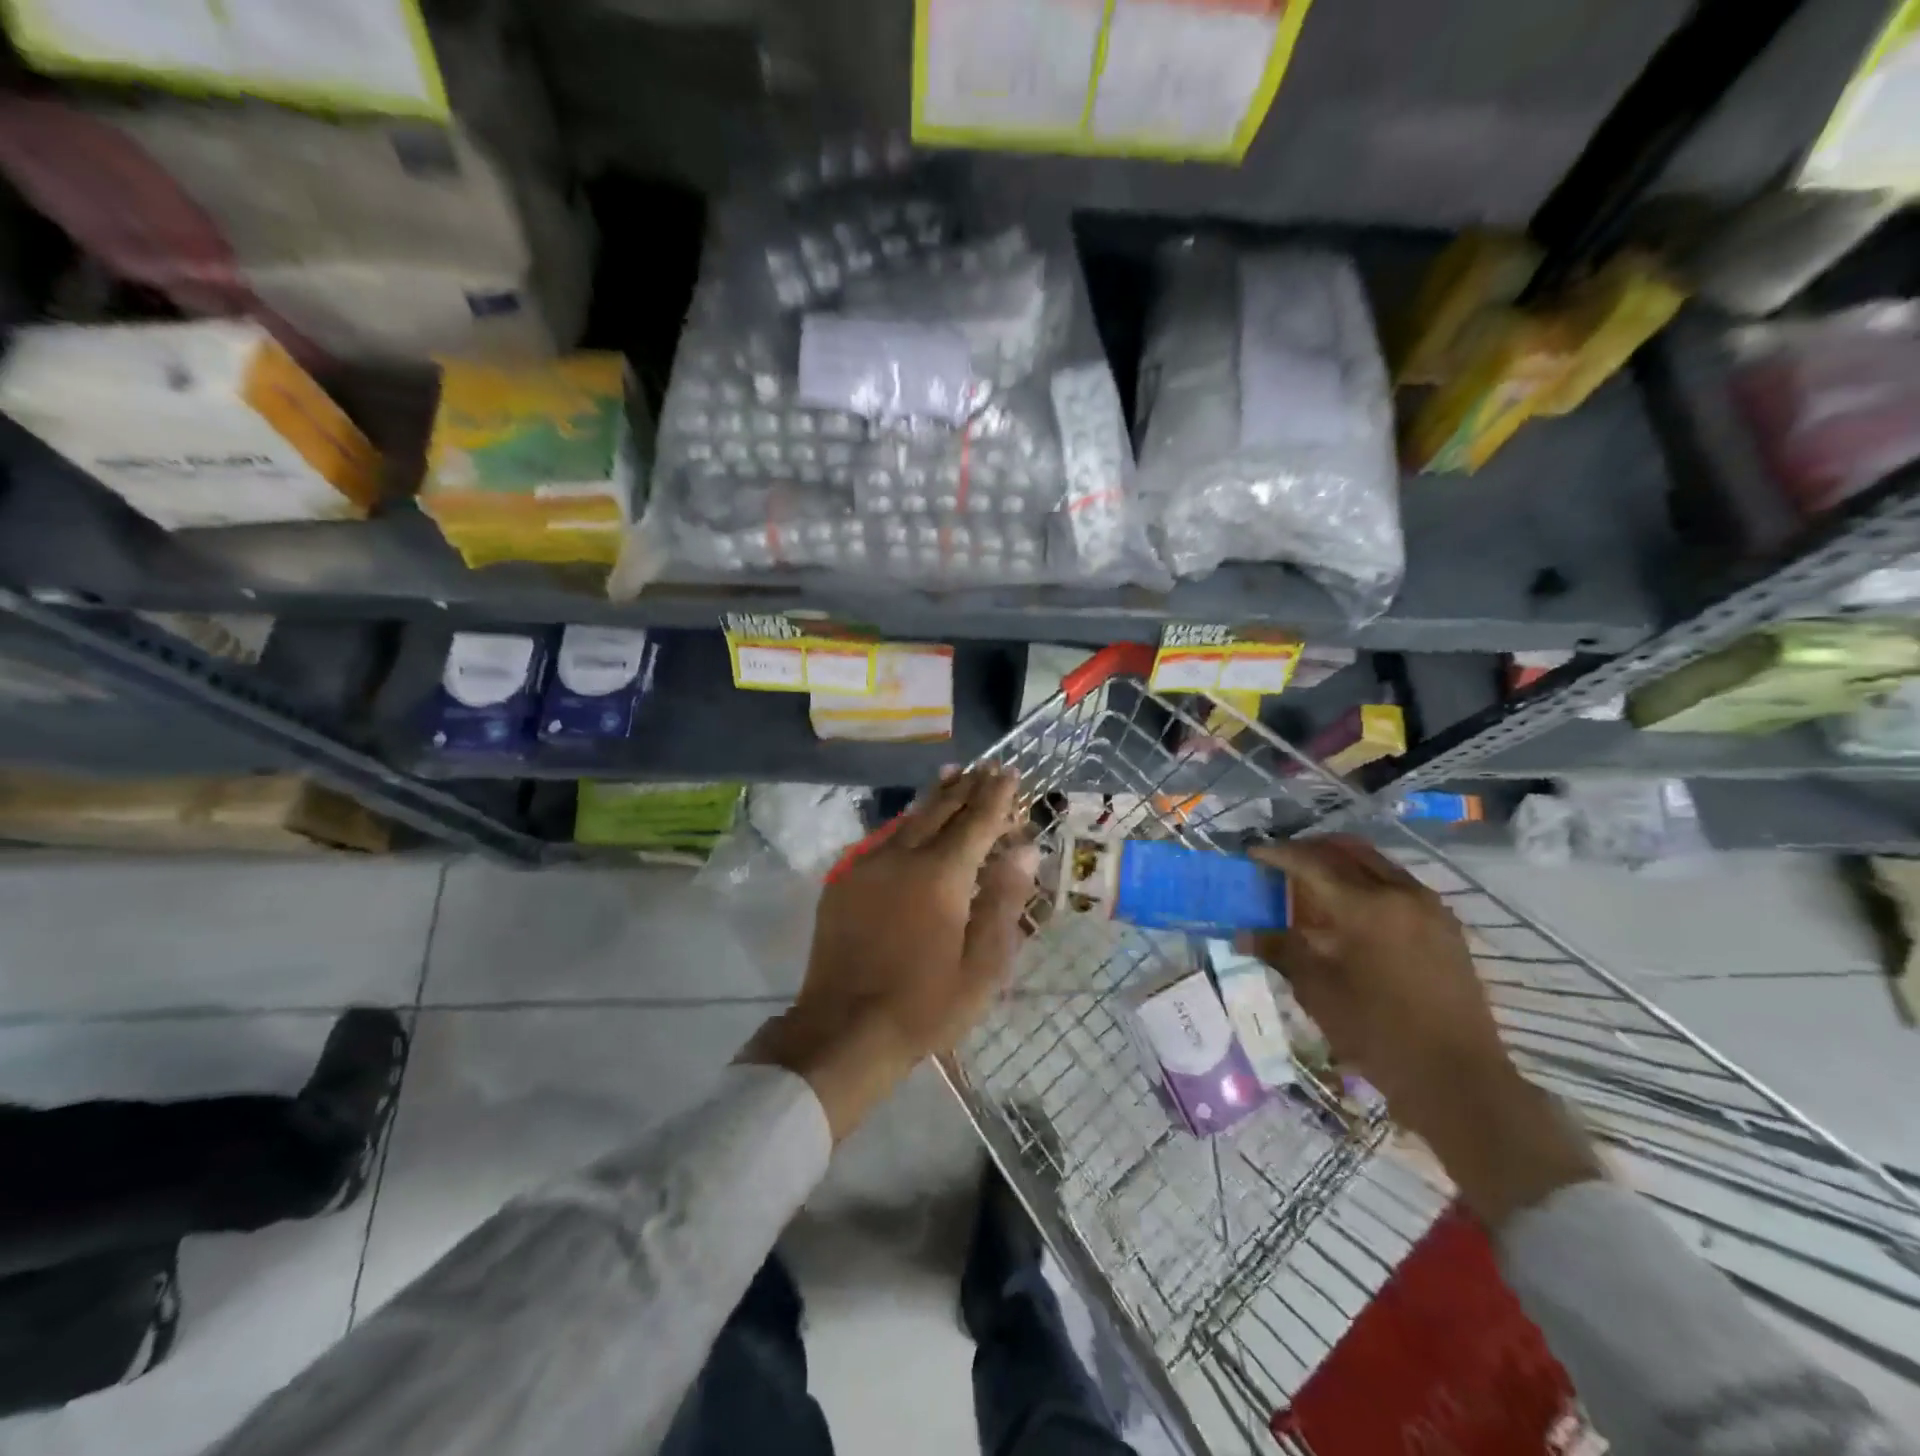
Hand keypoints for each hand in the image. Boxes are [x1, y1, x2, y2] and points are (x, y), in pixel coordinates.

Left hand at [742, 767, 1037, 1139]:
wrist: (844, 1029)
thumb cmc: (925, 1005)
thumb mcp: (982, 966)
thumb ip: (1003, 901)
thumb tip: (1023, 849)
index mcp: (941, 875)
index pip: (975, 821)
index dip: (996, 796)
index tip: (1009, 772)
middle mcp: (902, 857)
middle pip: (940, 809)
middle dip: (966, 786)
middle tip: (985, 767)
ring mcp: (867, 866)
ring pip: (908, 818)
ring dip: (935, 796)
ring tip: (953, 775)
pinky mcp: (844, 882)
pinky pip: (882, 839)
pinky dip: (906, 823)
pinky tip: (912, 820)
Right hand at [1245, 837, 1602, 1224]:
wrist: (1458, 1078)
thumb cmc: (1378, 1033)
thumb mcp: (1318, 991)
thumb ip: (1281, 951)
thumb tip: (1242, 934)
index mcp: (1364, 907)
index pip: (1311, 863)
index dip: (1277, 855)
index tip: (1252, 854)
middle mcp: (1400, 893)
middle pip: (1347, 850)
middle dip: (1310, 848)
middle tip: (1281, 860)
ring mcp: (1429, 907)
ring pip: (1376, 863)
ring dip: (1341, 861)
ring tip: (1313, 879)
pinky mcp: (1446, 926)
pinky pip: (1398, 883)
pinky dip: (1367, 880)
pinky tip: (1351, 906)